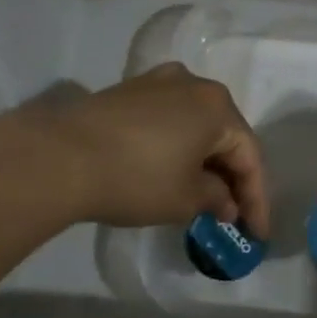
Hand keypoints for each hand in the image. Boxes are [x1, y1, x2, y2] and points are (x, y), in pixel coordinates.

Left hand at [31, 63, 270, 233]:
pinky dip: (178, 147)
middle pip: (224, 135)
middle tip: (232, 216)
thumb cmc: (137, 178)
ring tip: (203, 197)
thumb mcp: (185, 199)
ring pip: (195, 126)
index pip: (249, 156)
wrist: (60, 156)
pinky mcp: (129, 91)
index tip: (256, 235)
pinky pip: (169, 120)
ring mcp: (158, 82)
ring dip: (204, 161)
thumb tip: (225, 202)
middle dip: (231, 177)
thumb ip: (216, 199)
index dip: (256, 199)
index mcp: (217, 106)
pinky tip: (172, 172)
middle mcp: (193, 84)